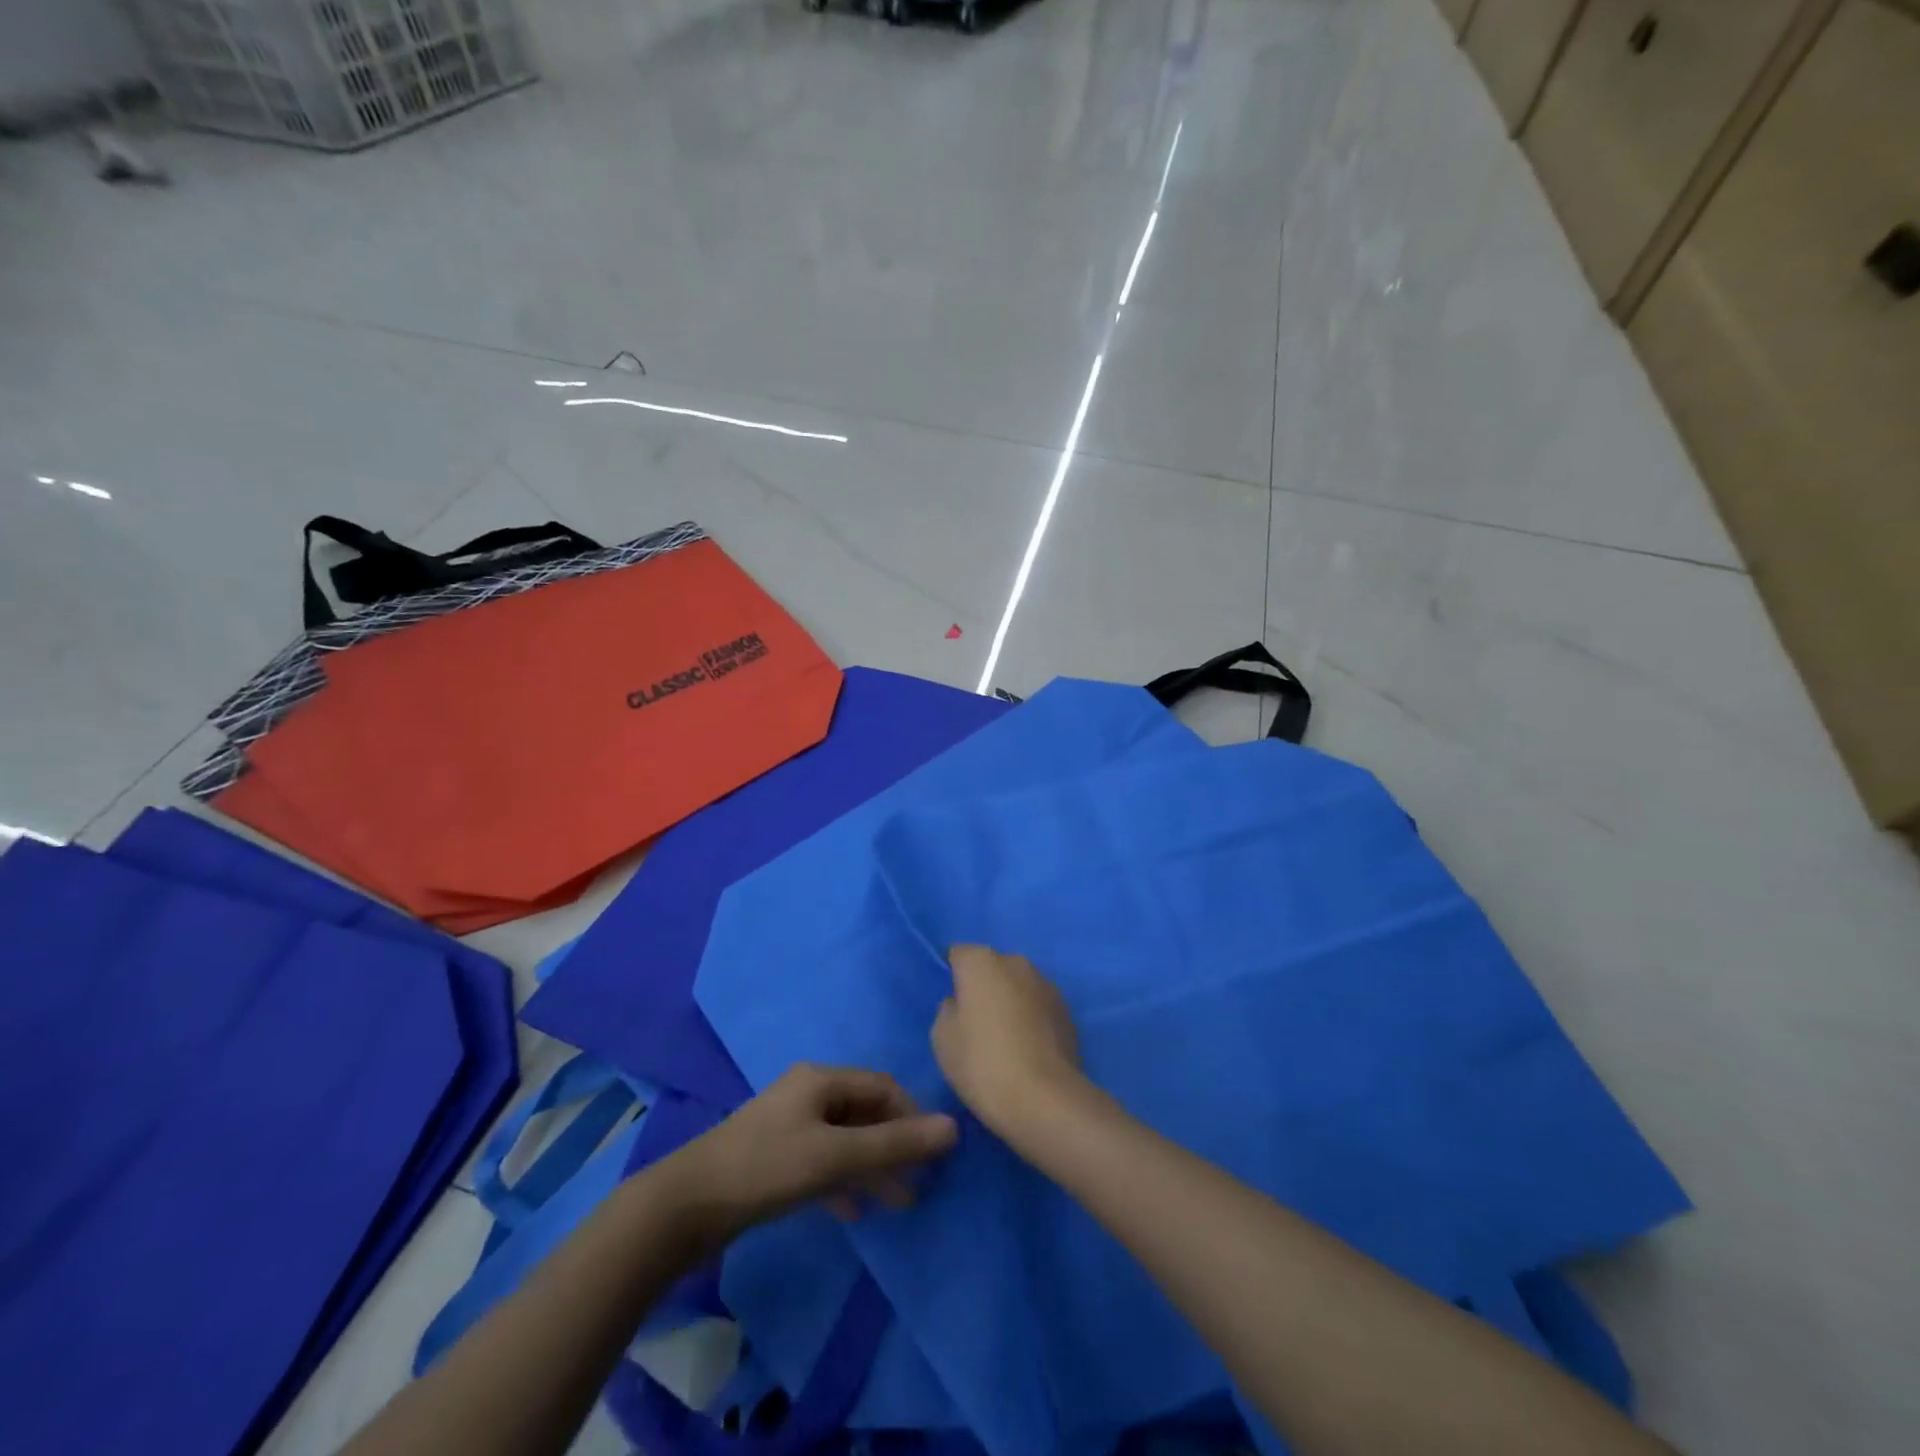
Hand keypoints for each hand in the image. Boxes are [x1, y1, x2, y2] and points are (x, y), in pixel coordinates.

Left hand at [672, 1064, 957, 1234]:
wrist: (686, 1205)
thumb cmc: (767, 1168)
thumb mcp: (835, 1156)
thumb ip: (894, 1145)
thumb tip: (953, 1128)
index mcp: (821, 1080)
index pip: (882, 1087)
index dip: (912, 1115)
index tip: (933, 1154)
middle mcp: (807, 1093)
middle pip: (864, 1113)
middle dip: (894, 1145)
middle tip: (921, 1182)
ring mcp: (788, 1125)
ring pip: (844, 1140)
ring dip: (872, 1167)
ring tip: (898, 1202)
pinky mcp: (774, 1157)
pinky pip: (821, 1161)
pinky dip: (842, 1181)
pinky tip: (853, 1211)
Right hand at [932, 945, 1085, 1137]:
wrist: (1044, 1099)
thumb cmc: (982, 1063)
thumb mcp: (942, 1039)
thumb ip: (948, 1010)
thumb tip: (961, 1003)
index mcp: (981, 961)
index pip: (959, 955)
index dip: (952, 977)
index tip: (951, 1005)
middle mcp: (1016, 962)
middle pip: (992, 968)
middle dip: (984, 987)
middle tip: (975, 1024)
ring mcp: (1046, 984)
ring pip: (1018, 986)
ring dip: (1010, 1002)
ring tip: (1004, 1040)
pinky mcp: (1067, 1011)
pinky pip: (1038, 1007)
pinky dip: (1031, 1019)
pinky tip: (1027, 1050)